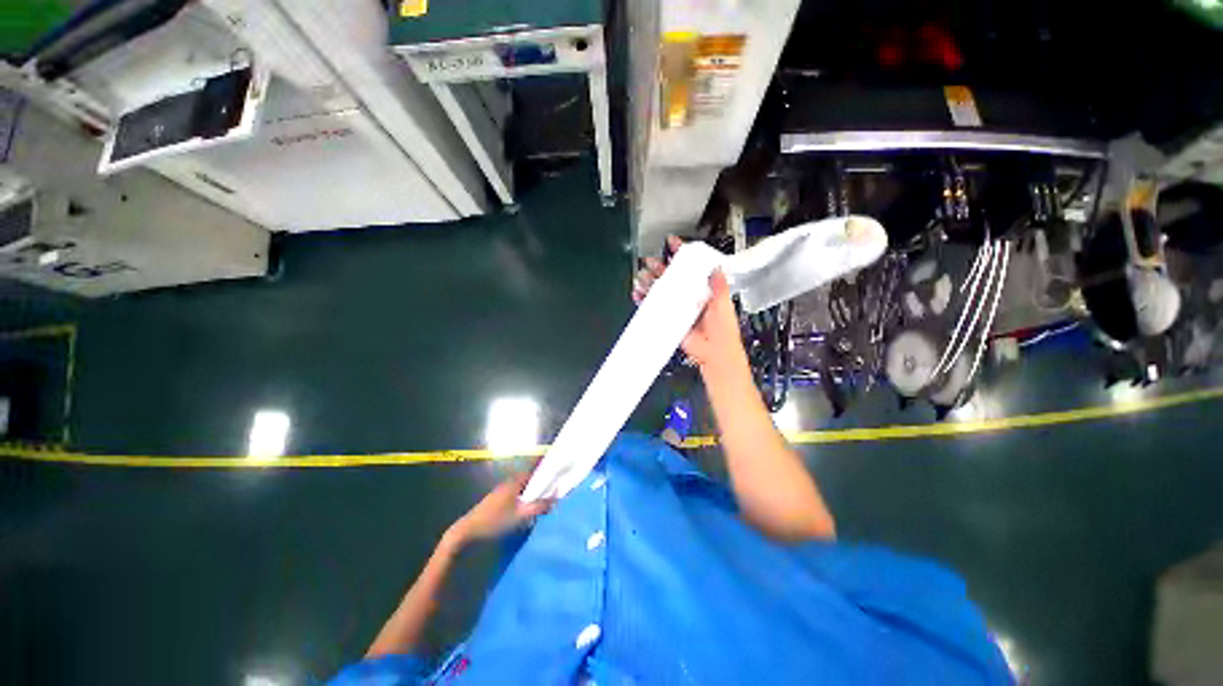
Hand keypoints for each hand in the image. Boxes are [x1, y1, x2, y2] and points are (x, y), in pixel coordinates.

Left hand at [448, 471, 552, 544]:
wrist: (467, 531)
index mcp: (515, 482)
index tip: (558, 476)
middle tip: (553, 493)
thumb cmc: (495, 521)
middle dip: (541, 485)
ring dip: (533, 494)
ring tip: (543, 504)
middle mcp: (509, 483)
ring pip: (523, 489)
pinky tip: (527, 512)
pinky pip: (517, 495)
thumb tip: (555, 499)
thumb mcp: (520, 516)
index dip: (546, 473)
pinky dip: (525, 500)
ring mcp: (502, 491)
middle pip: (530, 480)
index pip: (535, 471)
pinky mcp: (498, 500)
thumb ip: (539, 507)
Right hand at [633, 236, 746, 369]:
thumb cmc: (723, 331)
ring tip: (641, 277)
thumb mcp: (724, 304)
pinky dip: (645, 301)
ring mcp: (678, 308)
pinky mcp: (669, 319)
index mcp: (703, 290)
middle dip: (659, 268)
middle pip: (672, 278)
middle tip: (649, 261)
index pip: (691, 267)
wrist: (714, 353)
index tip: (673, 243)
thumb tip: (715, 267)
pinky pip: (655, 308)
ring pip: (661, 291)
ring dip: (649, 283)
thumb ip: (719, 286)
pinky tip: (638, 295)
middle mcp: (689, 297)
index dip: (682, 254)